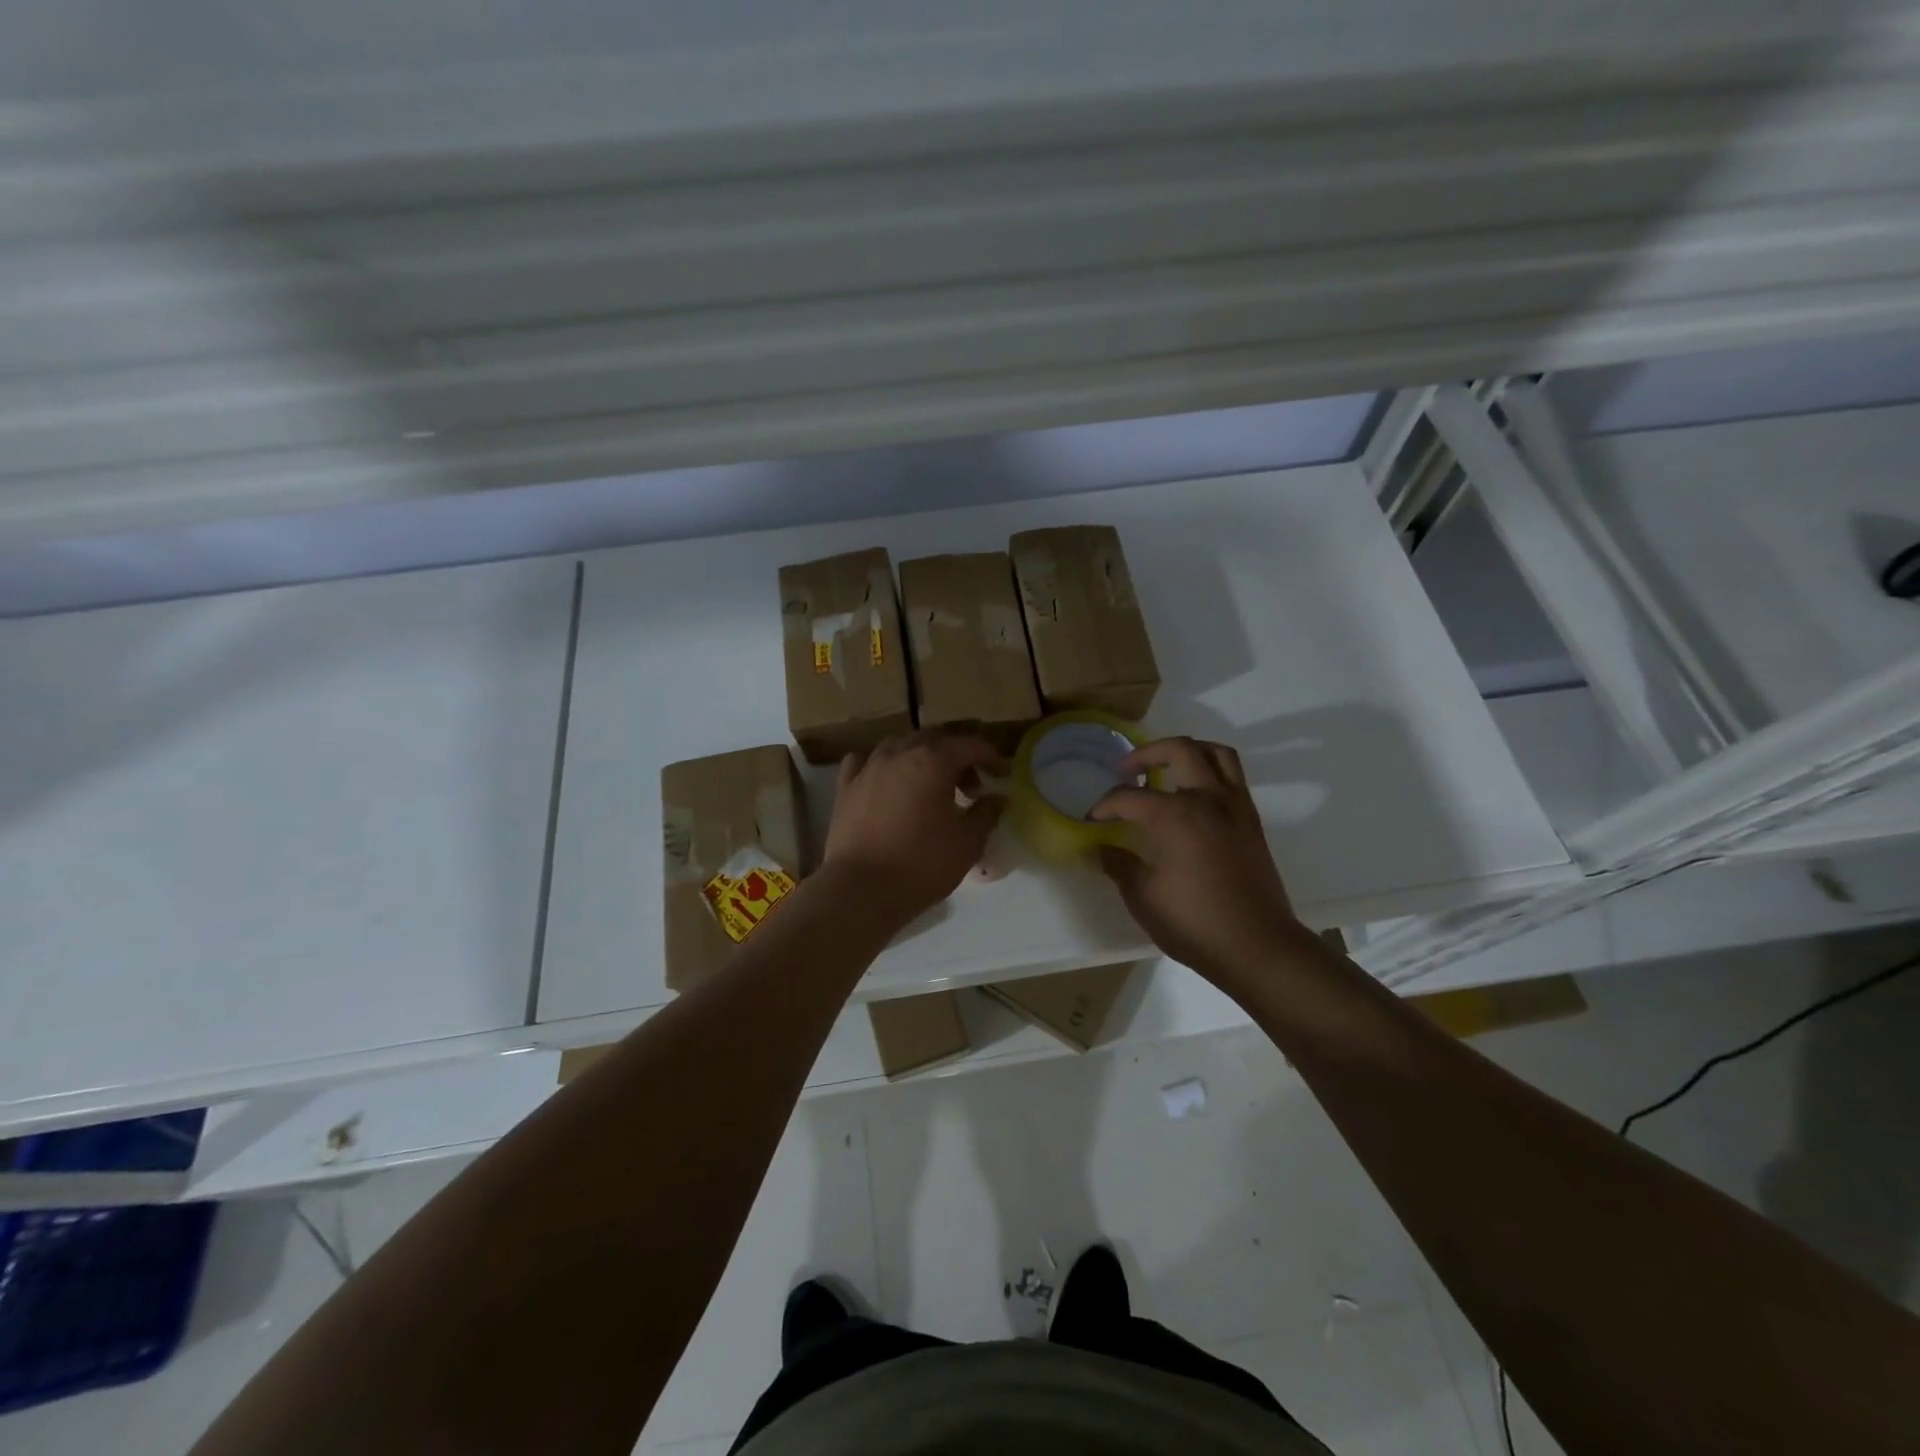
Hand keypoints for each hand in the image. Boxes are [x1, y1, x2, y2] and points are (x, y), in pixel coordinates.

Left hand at [823, 731, 1007, 928]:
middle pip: (934, 739)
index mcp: (933, 760)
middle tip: (970, 785)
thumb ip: (986, 814)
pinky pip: (865, 761)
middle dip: (956, 756)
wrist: (861, 889)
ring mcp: (868, 767)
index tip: (1002, 773)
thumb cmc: (922, 864)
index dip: (991, 756)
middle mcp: (899, 753)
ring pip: (899, 746)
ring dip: (921, 757)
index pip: (969, 745)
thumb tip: (997, 799)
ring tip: (931, 785)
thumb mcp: (968, 842)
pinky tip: (887, 780)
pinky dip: (883, 765)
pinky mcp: (845, 787)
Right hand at [1090, 736, 1305, 984]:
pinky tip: (1193, 796)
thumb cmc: (1194, 923)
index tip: (1093, 819)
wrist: (1258, 947)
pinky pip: (1232, 776)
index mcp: (1174, 816)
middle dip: (1145, 754)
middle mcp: (1207, 799)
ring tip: (1166, 767)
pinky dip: (1210, 771)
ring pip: (1215, 753)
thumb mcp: (1143, 898)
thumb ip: (1119, 865)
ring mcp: (1235, 806)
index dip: (1105, 805)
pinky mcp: (1252, 820)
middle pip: (1178, 750)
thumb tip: (1101, 848)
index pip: (1128, 797)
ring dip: (1187, 751)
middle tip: (1126, 770)